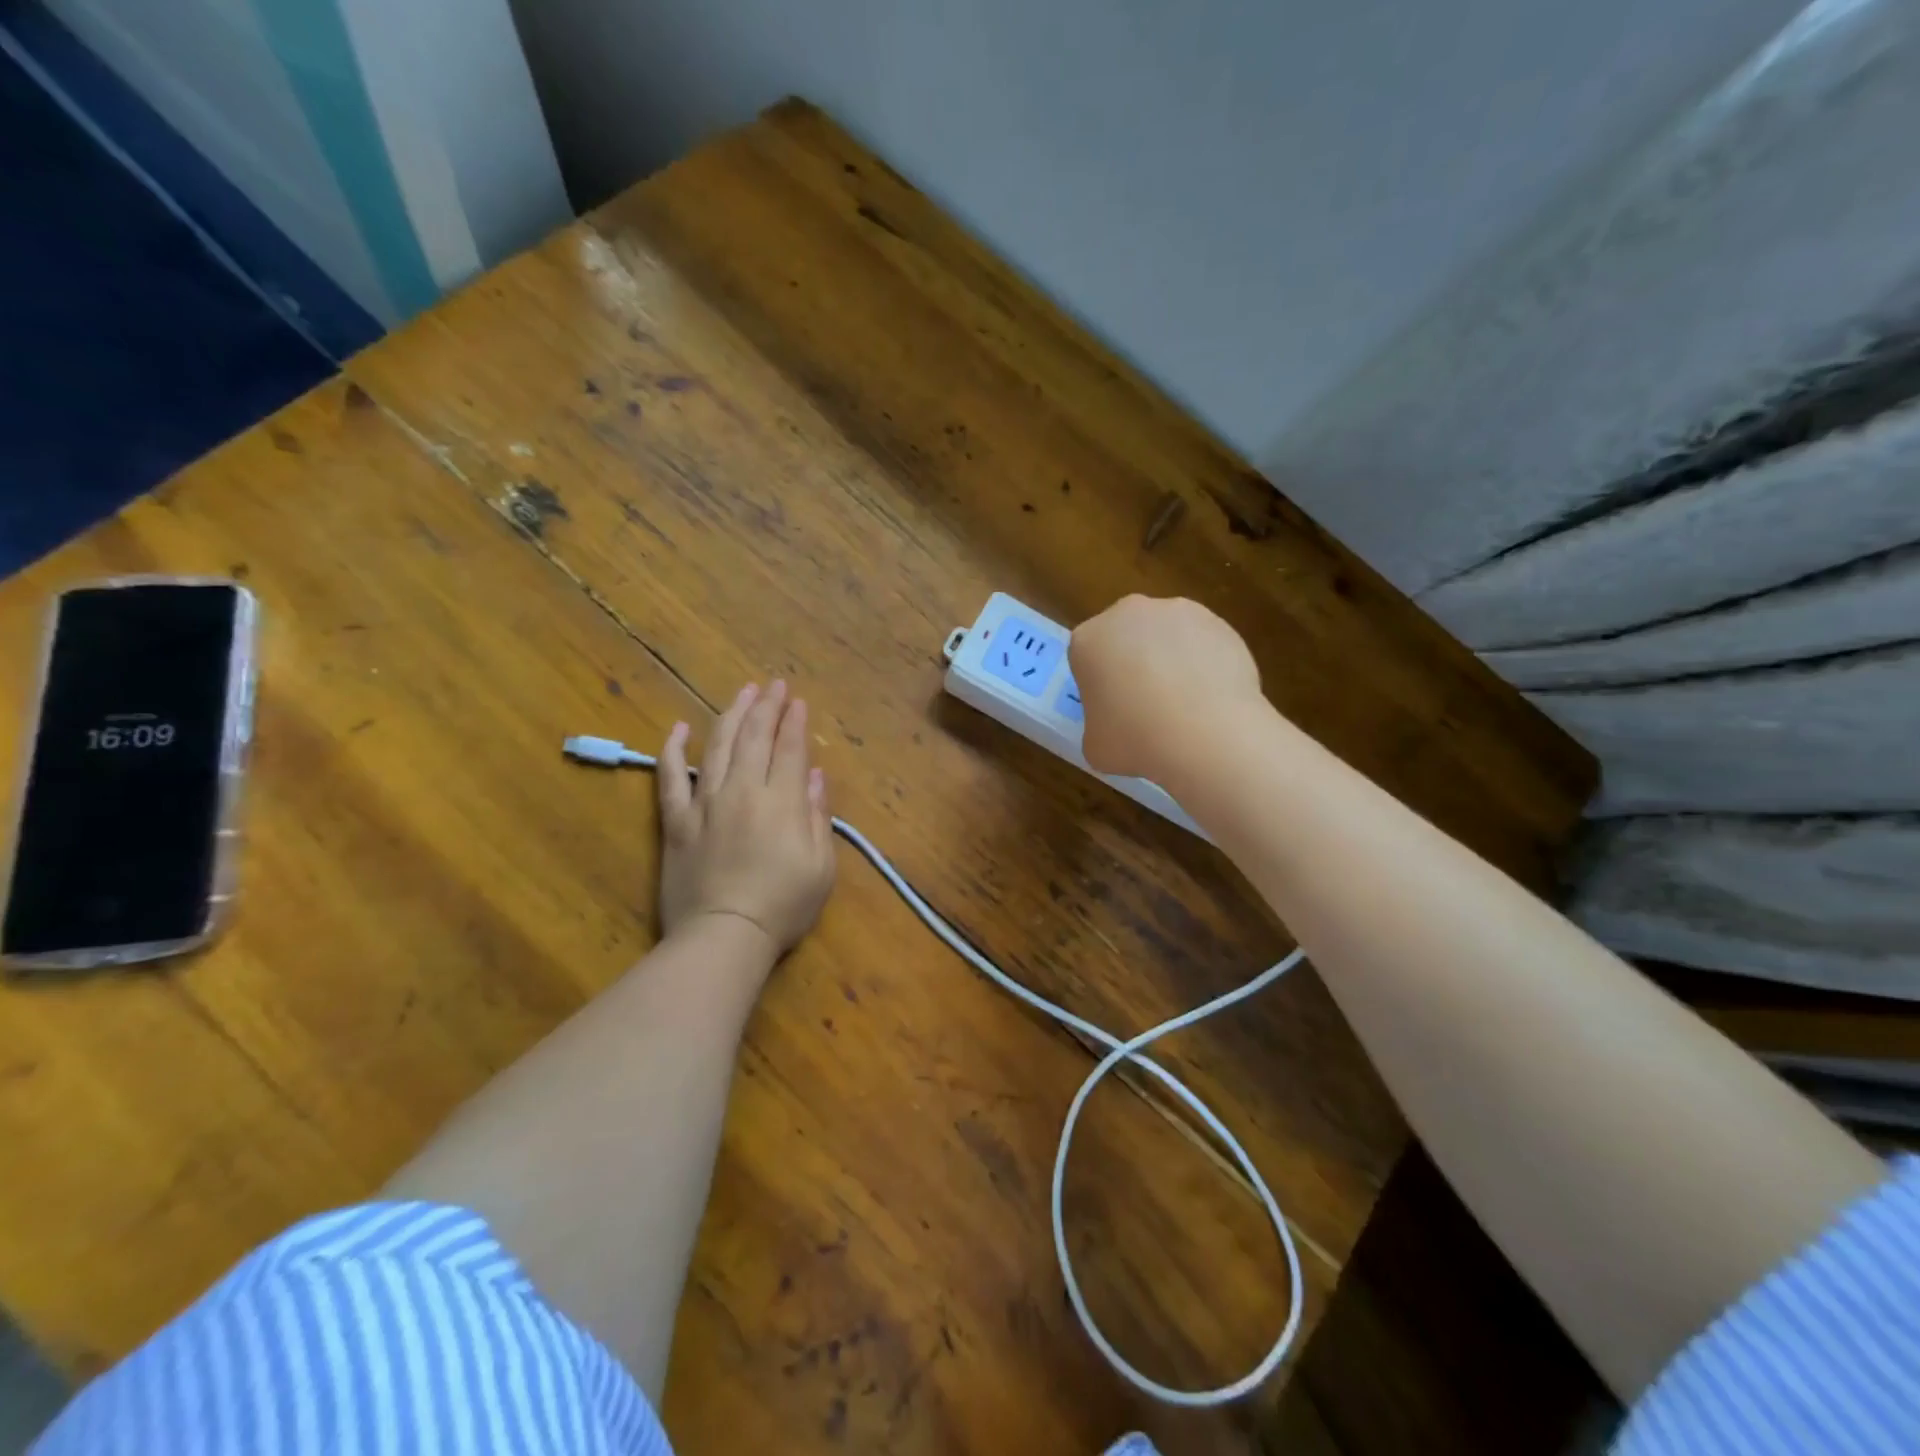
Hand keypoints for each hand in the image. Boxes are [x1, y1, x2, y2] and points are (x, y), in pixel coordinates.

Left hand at [657, 681, 836, 963]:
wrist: (723, 936)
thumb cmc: (782, 906)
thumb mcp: (821, 866)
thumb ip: (817, 815)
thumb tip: (813, 775)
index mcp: (780, 801)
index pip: (788, 749)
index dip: (794, 722)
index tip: (798, 701)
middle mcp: (742, 791)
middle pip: (755, 738)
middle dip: (767, 707)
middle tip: (774, 685)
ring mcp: (705, 803)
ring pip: (718, 746)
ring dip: (731, 715)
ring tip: (742, 693)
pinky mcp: (676, 820)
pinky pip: (670, 777)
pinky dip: (673, 749)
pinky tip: (680, 728)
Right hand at [1070, 595, 1263, 782]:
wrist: (1208, 735)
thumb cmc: (1136, 740)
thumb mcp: (1095, 746)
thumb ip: (1098, 726)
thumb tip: (1117, 726)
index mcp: (1088, 639)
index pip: (1087, 658)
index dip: (1099, 685)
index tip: (1112, 710)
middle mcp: (1129, 613)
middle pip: (1125, 636)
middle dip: (1132, 661)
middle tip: (1145, 703)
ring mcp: (1177, 611)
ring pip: (1166, 636)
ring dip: (1170, 658)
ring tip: (1184, 702)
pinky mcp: (1218, 622)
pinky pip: (1202, 643)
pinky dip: (1203, 663)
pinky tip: (1210, 697)